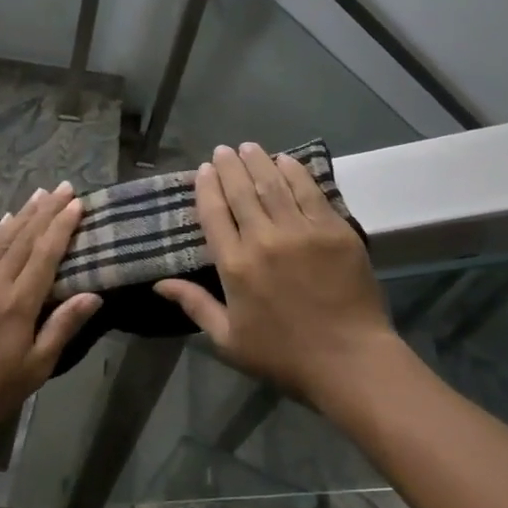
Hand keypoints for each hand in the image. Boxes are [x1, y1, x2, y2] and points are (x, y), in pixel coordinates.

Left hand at [0, 182, 102, 447]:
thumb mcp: (35, 368)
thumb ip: (62, 327)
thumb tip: (93, 295)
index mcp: (18, 303)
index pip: (45, 254)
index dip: (62, 226)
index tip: (77, 204)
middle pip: (25, 238)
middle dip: (47, 210)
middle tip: (64, 187)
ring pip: (2, 238)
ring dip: (23, 213)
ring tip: (40, 193)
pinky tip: (6, 219)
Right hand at [155, 143, 396, 404]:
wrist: (349, 360)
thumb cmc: (283, 355)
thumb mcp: (228, 340)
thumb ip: (195, 305)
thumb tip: (159, 284)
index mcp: (234, 265)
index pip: (214, 214)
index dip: (207, 187)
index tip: (204, 170)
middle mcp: (263, 239)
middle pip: (241, 191)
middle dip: (229, 167)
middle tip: (224, 150)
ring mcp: (301, 231)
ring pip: (273, 184)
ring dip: (258, 161)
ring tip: (249, 147)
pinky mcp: (333, 230)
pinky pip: (309, 192)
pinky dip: (295, 172)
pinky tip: (286, 160)